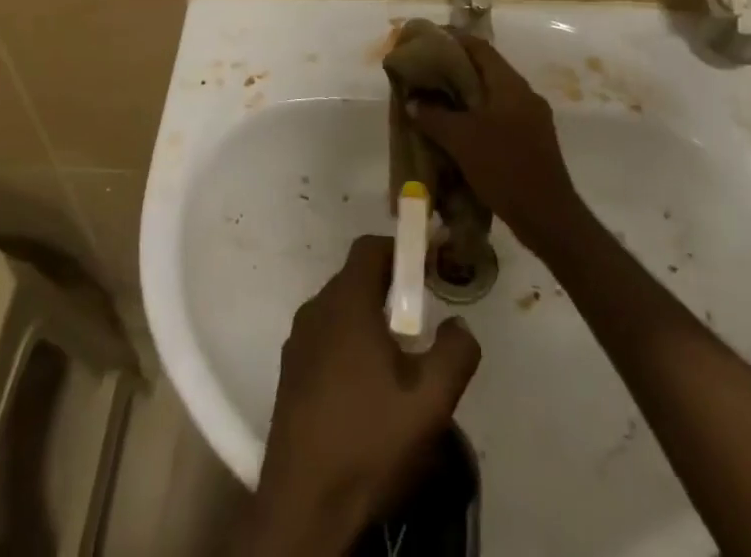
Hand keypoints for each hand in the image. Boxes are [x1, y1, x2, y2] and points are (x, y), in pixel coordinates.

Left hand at [248, 236, 480, 555]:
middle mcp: (316, 308)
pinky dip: (350, 343)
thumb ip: (455, 353)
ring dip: (371, 319)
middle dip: (391, 290)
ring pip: (341, 309)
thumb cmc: (368, 440)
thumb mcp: (430, 401)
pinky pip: (326, 336)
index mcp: (346, 302)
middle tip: (422, 323)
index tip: (429, 272)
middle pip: (356, 277)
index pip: (371, 247)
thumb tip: (459, 323)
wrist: (303, 503)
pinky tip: (369, 389)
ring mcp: (298, 340)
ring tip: (400, 361)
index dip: (402, 251)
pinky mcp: (291, 370)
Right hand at [409, 34, 583, 250]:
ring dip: (467, 95)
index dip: (453, 40)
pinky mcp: (533, 140)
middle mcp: (524, 94)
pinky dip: (479, 115)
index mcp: (510, 85)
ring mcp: (532, 118)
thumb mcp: (460, 139)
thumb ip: (434, 116)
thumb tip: (413, 101)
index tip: (428, 41)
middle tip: (427, 73)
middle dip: (456, 69)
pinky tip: (459, 130)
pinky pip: (501, 116)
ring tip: (437, 100)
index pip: (479, 47)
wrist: (548, 217)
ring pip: (493, 95)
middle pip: (487, 69)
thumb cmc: (503, 167)